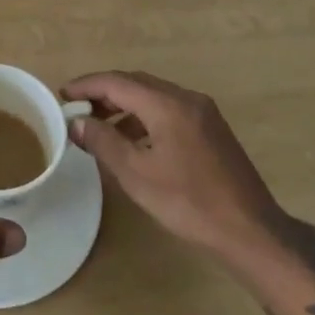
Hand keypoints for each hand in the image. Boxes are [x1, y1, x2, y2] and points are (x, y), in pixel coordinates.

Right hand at [63, 70, 292, 265]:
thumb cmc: (189, 203)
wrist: (251, 232)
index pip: (117, 82)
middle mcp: (186, 98)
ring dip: (124, 105)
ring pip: (154, 96)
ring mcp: (203, 112)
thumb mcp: (137, 175)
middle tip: (77, 109)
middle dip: (104, 93)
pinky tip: (134, 141)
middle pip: (136, 83)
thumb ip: (103, 142)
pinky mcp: (212, 129)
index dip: (87, 85)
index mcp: (167, 104)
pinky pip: (169, 110)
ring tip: (100, 127)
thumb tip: (77, 122)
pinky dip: (145, 116)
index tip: (62, 94)